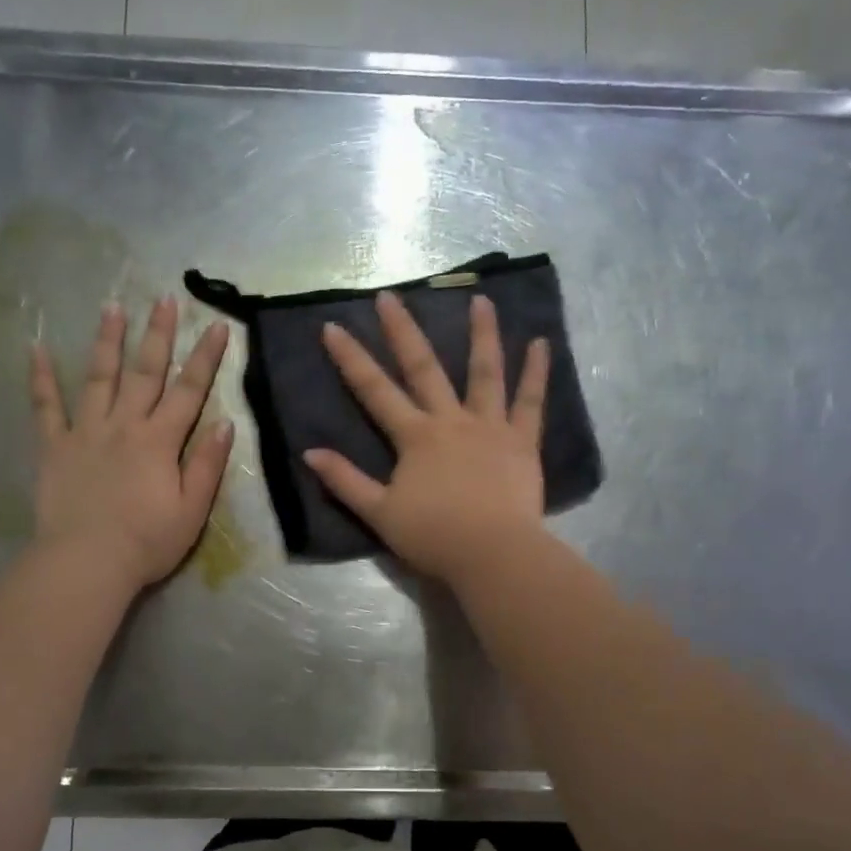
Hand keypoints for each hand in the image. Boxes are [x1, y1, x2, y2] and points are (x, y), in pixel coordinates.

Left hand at [30, 298, 233, 588]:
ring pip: (99, 377)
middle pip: (145, 372)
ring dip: (107, 341)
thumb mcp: (192, 509)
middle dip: (158, 334)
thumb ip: (207, 464)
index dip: (205, 357)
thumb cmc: (147, 542)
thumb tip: (224, 423)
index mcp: (160, 440)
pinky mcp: (54, 447)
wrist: (87, 562)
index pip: (189, 390)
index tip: (217, 325)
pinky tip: (36, 349)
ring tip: (112, 306)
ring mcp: (85, 432)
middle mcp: (124, 425)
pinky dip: (41, 378)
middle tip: (164, 298)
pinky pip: (46, 407)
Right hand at [305, 292, 549, 583]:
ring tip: (481, 299)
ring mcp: (490, 427)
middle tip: (390, 296)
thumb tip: (309, 453)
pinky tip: (540, 343)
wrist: (492, 554)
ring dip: (482, 334)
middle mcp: (451, 420)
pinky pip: (530, 402)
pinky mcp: (522, 441)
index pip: (375, 391)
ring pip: (485, 372)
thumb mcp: (379, 513)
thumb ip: (345, 481)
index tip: (333, 327)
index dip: (351, 359)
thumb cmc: (434, 537)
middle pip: (424, 368)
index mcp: (415, 437)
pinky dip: (536, 372)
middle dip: (403, 331)